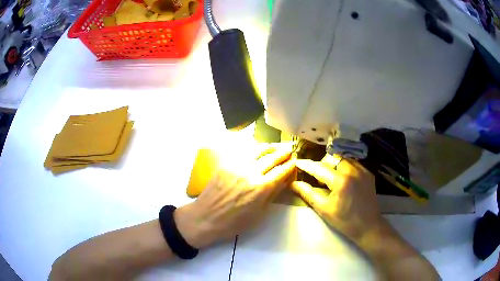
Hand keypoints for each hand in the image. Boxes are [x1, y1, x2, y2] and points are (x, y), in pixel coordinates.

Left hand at [175, 144, 295, 247]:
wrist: (205, 218)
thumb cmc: (234, 223)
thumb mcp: (259, 214)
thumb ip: (272, 195)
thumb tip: (284, 181)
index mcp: (261, 188)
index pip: (281, 171)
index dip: (290, 165)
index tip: (295, 161)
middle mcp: (251, 173)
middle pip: (272, 157)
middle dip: (283, 152)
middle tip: (289, 149)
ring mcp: (237, 166)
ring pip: (257, 150)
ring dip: (269, 147)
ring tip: (275, 146)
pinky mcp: (226, 163)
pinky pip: (243, 152)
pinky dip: (253, 149)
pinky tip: (257, 150)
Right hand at [291, 154, 383, 242]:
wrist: (369, 227)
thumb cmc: (345, 221)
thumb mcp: (324, 209)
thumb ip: (308, 193)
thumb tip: (294, 184)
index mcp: (341, 180)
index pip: (320, 168)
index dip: (307, 165)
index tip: (298, 162)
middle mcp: (353, 170)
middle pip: (333, 158)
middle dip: (323, 164)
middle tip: (319, 178)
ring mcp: (363, 171)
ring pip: (344, 159)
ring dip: (335, 165)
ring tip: (332, 179)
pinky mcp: (369, 174)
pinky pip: (353, 164)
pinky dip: (345, 168)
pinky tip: (344, 180)